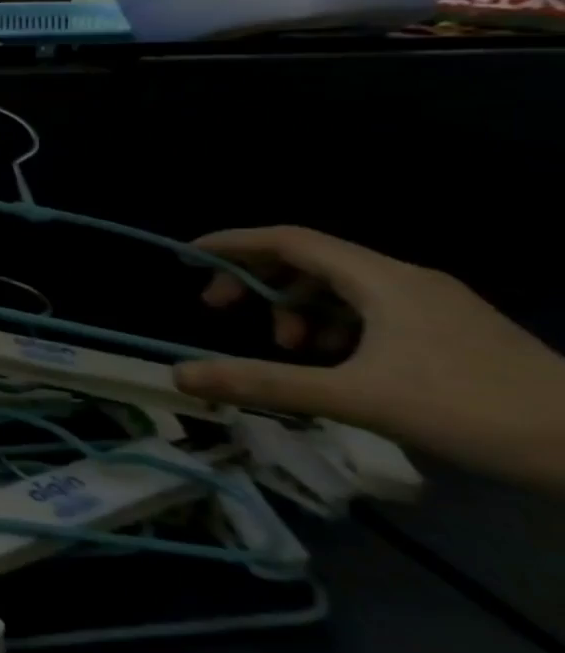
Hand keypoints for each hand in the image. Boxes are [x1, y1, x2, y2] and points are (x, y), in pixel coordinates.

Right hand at [174, 226, 564, 493]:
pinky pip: (370, 310)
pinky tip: (333, 361)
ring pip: (340, 288)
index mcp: (382, 280)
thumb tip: (179, 374)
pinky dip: (333, 326)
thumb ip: (263, 382)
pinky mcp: (450, 331)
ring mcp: (433, 305)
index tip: (188, 258)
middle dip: (258, 282)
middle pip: (310, 261)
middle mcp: (405, 279)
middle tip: (222, 311)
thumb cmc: (473, 412)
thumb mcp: (356, 399)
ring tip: (286, 349)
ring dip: (296, 310)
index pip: (289, 240)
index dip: (233, 243)